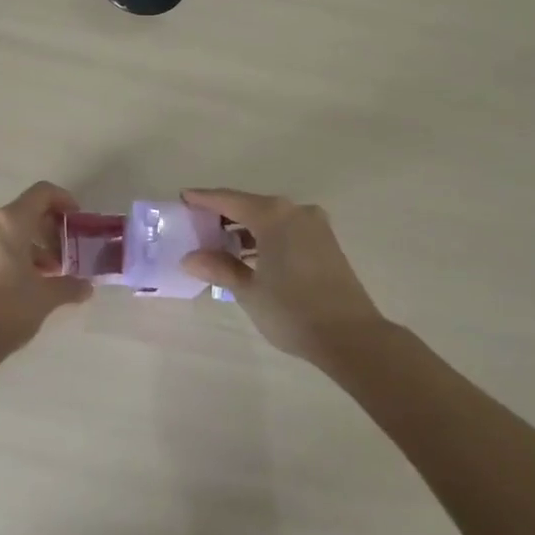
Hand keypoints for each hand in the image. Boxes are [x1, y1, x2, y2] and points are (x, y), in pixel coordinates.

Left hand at [0, 182, 92, 360]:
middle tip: (66, 252)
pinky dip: (13, 252)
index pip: (42, 193)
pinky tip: (26, 279)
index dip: (63, 200)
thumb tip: (86, 287)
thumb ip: (70, 285)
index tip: (76, 220)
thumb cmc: (9, 308)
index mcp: (10, 221)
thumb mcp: (46, 297)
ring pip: (9, 229)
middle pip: (25, 211)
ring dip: (32, 244)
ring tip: (49, 272)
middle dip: (49, 229)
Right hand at [179, 189, 384, 362]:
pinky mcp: (326, 243)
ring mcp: (315, 226)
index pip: (229, 199)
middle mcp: (295, 211)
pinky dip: (265, 237)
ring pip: (270, 219)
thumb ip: (219, 267)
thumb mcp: (248, 290)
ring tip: (220, 245)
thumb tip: (190, 258)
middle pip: (250, 205)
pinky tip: (250, 256)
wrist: (352, 337)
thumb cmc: (293, 309)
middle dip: (224, 214)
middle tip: (198, 225)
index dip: (203, 199)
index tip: (182, 197)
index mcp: (273, 215)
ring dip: (245, 228)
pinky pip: (286, 230)